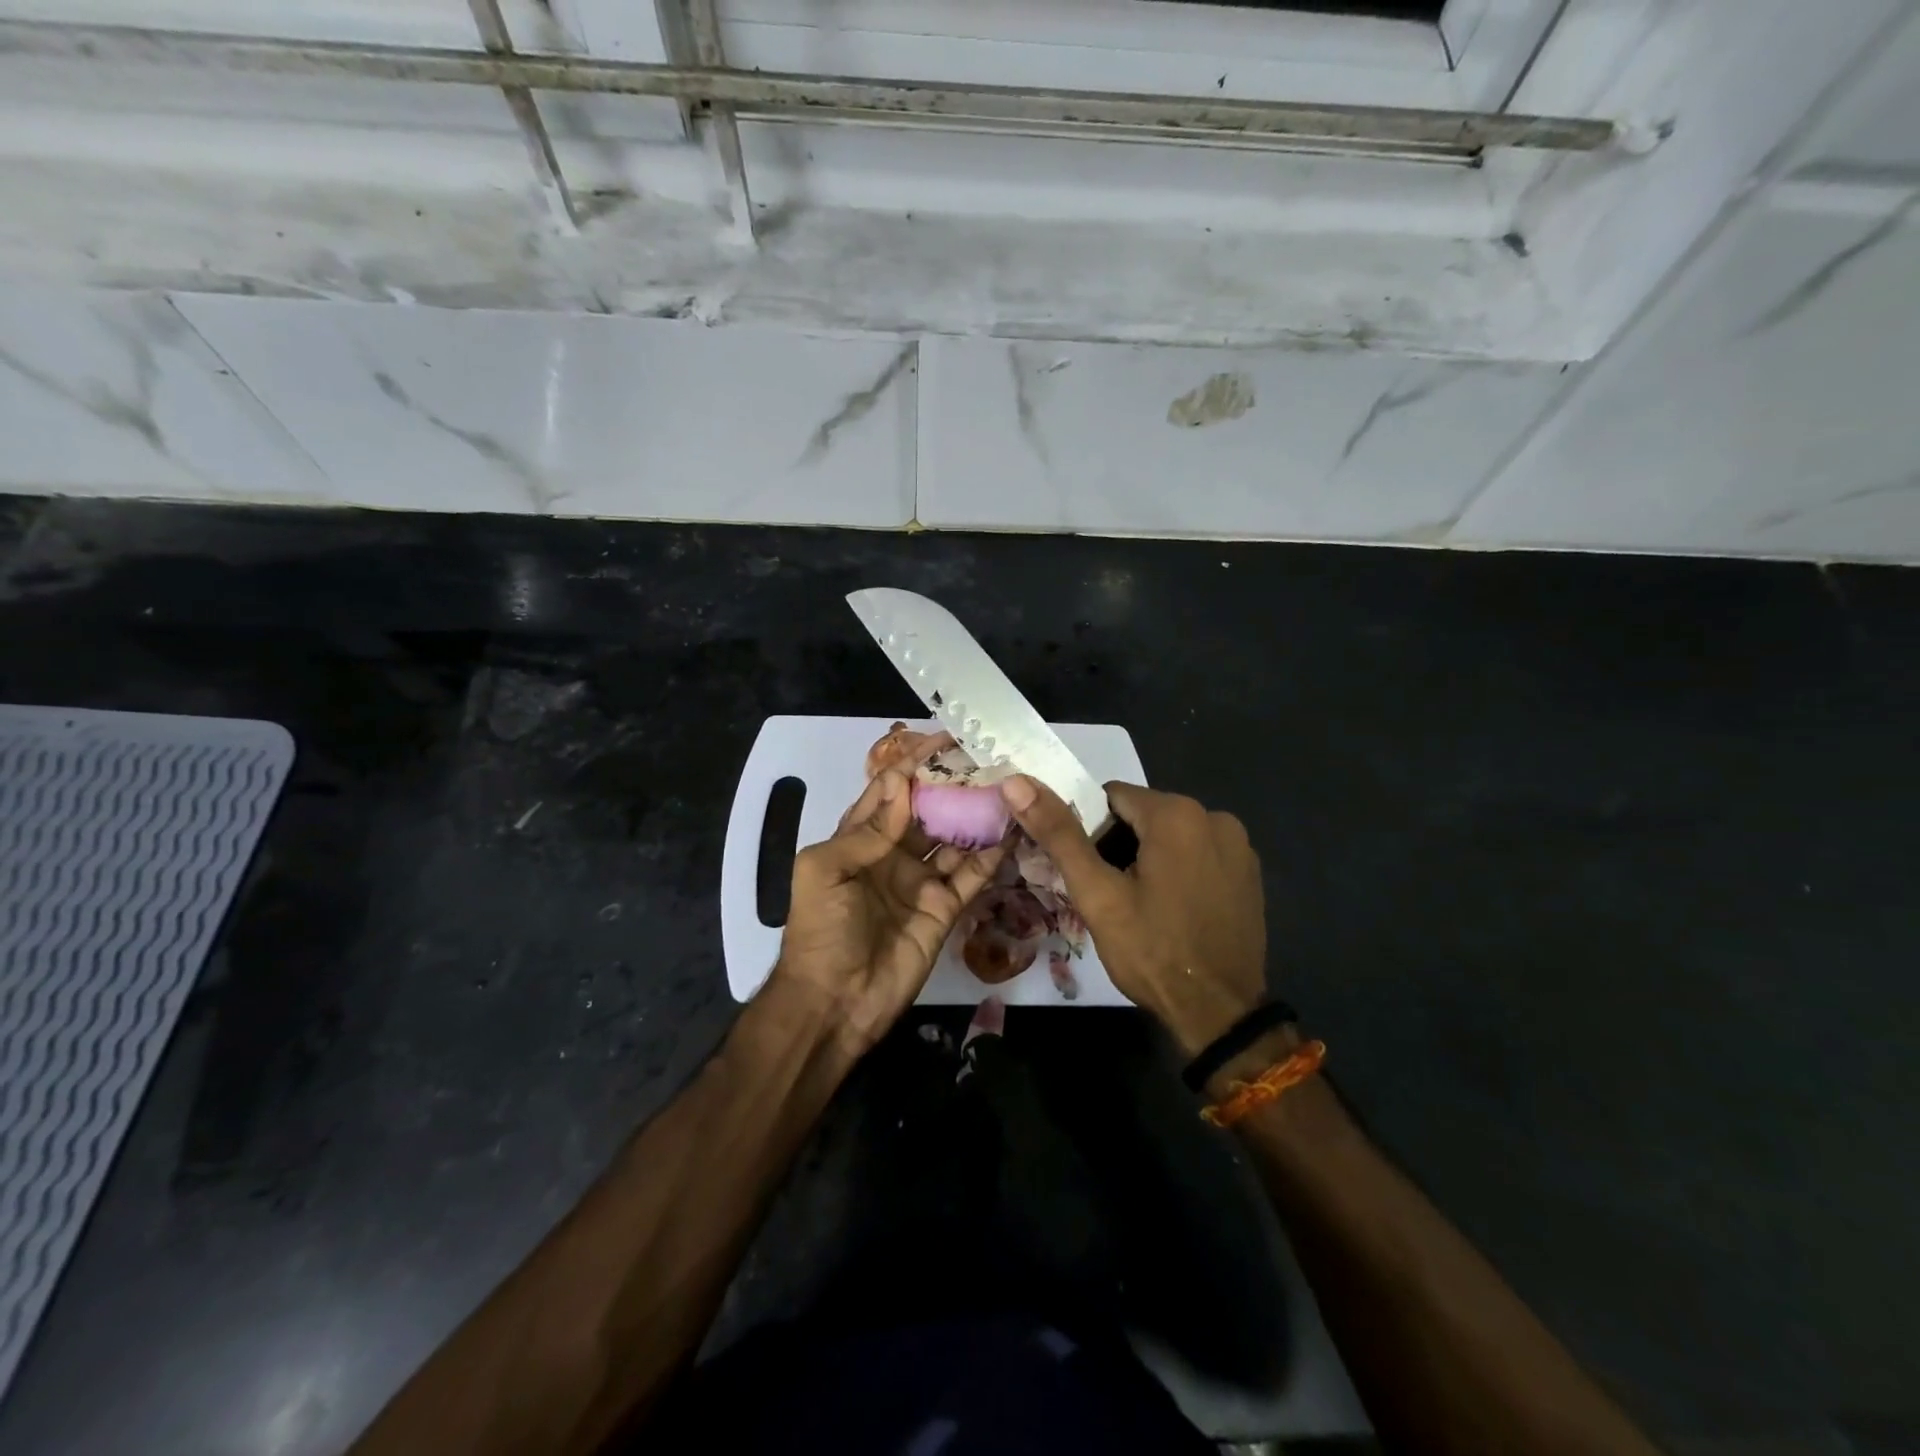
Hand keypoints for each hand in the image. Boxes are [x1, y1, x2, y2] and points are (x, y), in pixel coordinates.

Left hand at [772, 768, 1005, 1057]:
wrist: (835, 1002)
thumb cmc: (821, 929)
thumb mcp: (824, 870)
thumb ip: (865, 830)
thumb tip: (902, 784)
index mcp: (858, 839)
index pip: (889, 791)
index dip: (913, 764)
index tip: (944, 740)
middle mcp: (892, 853)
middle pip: (928, 810)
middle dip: (953, 786)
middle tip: (987, 759)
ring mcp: (921, 881)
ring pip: (954, 838)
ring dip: (976, 815)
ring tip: (1007, 787)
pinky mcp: (945, 908)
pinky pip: (971, 875)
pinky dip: (992, 854)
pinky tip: (1012, 830)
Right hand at [1000, 777, 1265, 1055]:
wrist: (1219, 1013)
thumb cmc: (1152, 950)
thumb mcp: (1097, 893)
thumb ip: (1058, 833)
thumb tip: (1016, 782)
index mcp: (1177, 813)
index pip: (1111, 797)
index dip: (1089, 831)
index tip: (1087, 871)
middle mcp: (1214, 816)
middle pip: (1143, 815)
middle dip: (1118, 845)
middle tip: (1108, 893)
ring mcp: (1239, 846)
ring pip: (1171, 835)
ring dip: (1148, 857)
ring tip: (1138, 905)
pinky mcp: (1249, 872)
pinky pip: (1198, 854)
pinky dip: (1179, 869)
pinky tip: (1173, 909)